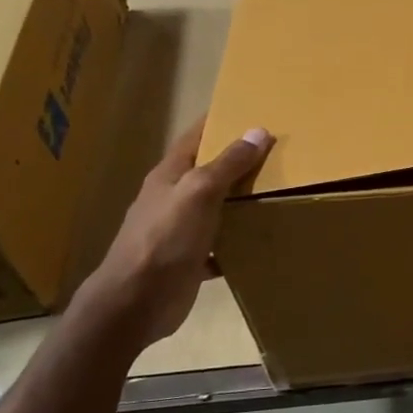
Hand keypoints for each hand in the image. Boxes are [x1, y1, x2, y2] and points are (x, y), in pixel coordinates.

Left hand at [82, 115, 272, 344]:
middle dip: (236, 162)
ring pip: (214, 209)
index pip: (195, 138)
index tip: (248, 109)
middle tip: (276, 152)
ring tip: (277, 194)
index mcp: (169, 177)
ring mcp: (178, 232)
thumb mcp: (199, 192)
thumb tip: (258, 131)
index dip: (218, 122)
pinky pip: (218, 247)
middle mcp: (171, 200)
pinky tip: (259, 241)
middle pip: (207, 173)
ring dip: (239, 202)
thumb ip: (228, 164)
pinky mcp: (187, 262)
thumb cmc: (164, 239)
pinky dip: (236, 243)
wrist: (135, 302)